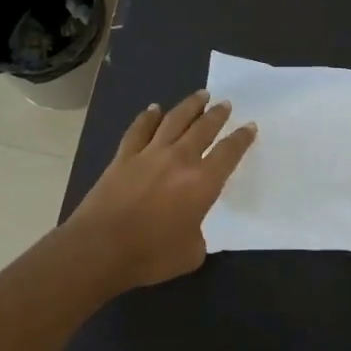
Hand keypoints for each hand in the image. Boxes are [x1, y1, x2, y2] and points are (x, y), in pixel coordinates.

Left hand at [65, 90, 255, 290]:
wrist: (100, 249)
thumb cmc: (151, 255)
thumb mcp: (191, 253)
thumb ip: (198, 234)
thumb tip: (191, 227)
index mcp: (202, 183)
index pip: (229, 153)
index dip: (241, 138)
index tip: (249, 126)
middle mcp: (179, 160)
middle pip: (203, 128)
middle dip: (217, 115)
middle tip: (225, 104)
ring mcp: (149, 155)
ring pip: (173, 121)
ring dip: (189, 106)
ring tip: (200, 95)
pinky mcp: (123, 158)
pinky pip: (138, 130)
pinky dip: (147, 117)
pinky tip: (154, 109)